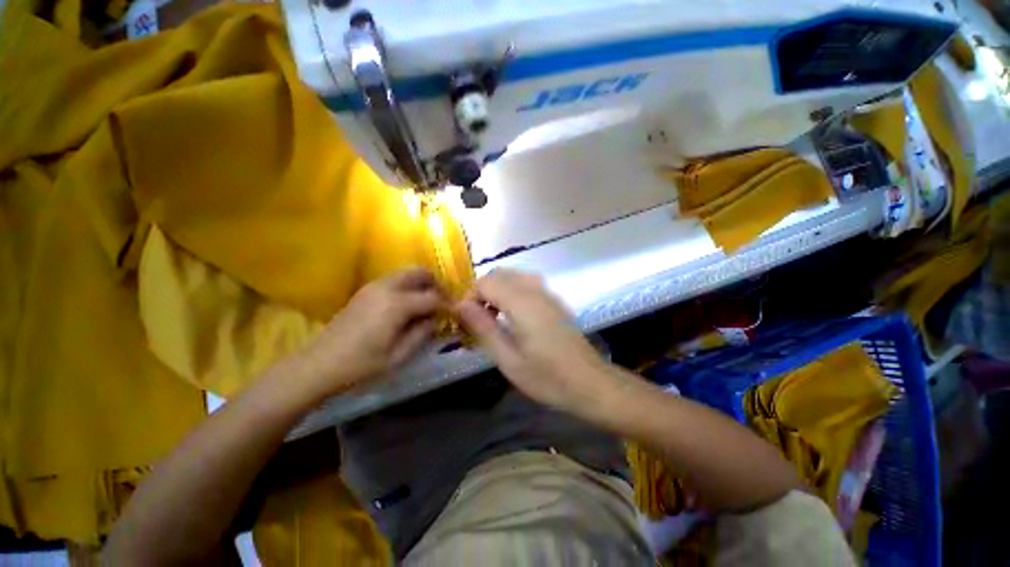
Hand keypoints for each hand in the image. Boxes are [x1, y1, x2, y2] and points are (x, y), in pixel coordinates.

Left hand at [298, 268, 446, 398]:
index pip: (432, 297)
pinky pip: (394, 280)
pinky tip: (407, 306)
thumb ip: (423, 334)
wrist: (318, 365)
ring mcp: (373, 286)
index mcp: (397, 304)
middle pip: (420, 273)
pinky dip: (407, 286)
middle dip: (435, 284)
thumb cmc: (361, 365)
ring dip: (421, 284)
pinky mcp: (365, 290)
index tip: (454, 314)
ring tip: (426, 304)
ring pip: (406, 273)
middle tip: (441, 302)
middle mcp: (386, 287)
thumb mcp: (399, 355)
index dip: (447, 305)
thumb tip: (436, 320)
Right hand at [455, 269, 618, 414]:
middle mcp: (535, 290)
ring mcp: (547, 293)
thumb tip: (460, 305)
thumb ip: (484, 328)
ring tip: (492, 317)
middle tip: (477, 319)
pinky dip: (511, 291)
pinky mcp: (553, 300)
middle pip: (499, 274)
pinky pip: (526, 283)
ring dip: (497, 290)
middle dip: (482, 291)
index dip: (470, 296)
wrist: (590, 382)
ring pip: (513, 276)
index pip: (486, 282)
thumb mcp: (508, 360)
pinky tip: (512, 316)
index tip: (465, 319)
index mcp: (522, 303)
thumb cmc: (547, 377)